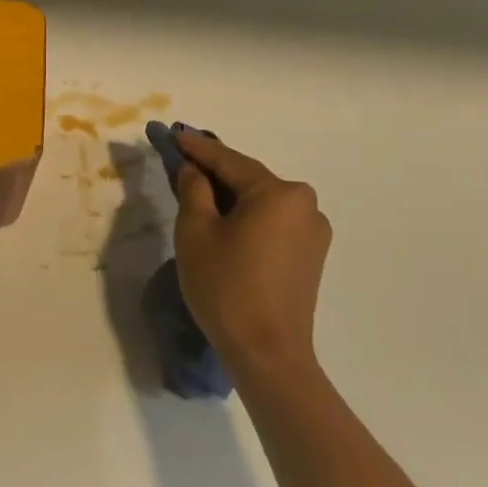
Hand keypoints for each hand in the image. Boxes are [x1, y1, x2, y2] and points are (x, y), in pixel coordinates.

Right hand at [172, 130, 330, 385]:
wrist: (268, 353)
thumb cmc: (226, 286)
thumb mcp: (195, 231)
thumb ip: (193, 190)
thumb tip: (194, 169)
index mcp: (278, 193)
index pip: (228, 160)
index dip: (197, 147)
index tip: (174, 133)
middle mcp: (305, 205)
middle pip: (249, 179)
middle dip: (215, 171)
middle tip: (182, 162)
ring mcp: (313, 232)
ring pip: (261, 202)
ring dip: (231, 196)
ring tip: (199, 192)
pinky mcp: (311, 256)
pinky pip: (272, 222)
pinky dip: (247, 216)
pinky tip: (224, 222)